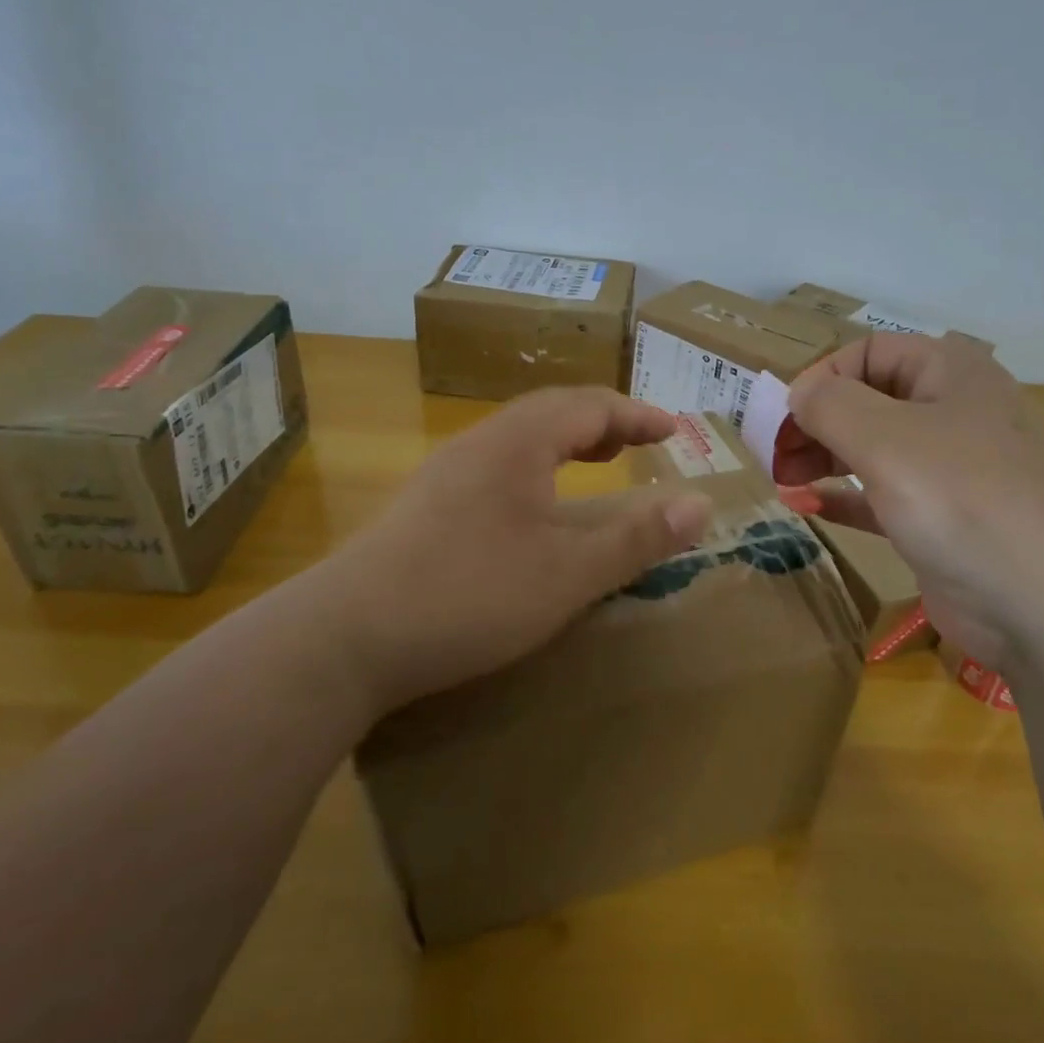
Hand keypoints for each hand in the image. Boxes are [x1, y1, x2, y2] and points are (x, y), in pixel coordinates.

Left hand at [330, 387, 712, 713]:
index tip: (674, 431)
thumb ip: (637, 538)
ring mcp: (445, 472)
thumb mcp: (568, 574)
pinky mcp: (424, 505)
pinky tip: (534, 506)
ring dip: (567, 441)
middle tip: (639, 443)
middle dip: (603, 422)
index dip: (637, 415)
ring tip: (596, 464)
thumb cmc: (469, 595)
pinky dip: (536, 467)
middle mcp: (480, 442)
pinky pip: (496, 463)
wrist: (343, 637)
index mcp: (518, 442)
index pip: (590, 405)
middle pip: (552, 411)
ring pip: (519, 436)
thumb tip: (701, 504)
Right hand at [776, 334, 1043, 665]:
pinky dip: (846, 497)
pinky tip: (810, 507)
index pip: (870, 351)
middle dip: (817, 422)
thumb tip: (801, 395)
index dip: (823, 376)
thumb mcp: (883, 439)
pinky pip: (885, 494)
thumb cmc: (961, 500)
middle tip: (776, 455)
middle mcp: (956, 411)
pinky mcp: (946, 519)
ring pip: (875, 448)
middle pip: (869, 399)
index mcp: (952, 372)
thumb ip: (829, 405)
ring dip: (825, 458)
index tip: (786, 416)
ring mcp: (954, 469)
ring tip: (784, 481)